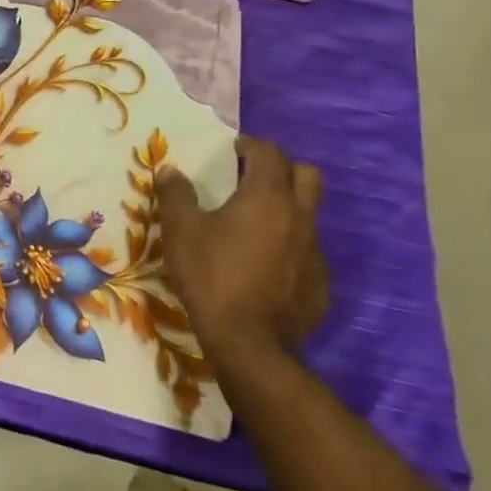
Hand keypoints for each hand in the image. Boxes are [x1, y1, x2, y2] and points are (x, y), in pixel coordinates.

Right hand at [156, 135, 327, 367]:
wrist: (249, 344)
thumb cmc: (211, 275)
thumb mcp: (180, 230)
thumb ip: (176, 194)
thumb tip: (171, 171)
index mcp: (267, 197)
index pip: (270, 154)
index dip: (251, 145)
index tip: (233, 149)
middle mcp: (300, 218)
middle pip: (307, 176)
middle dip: (282, 169)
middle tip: (252, 176)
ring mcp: (315, 253)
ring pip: (309, 214)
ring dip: (286, 208)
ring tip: (253, 222)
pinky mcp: (320, 284)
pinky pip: (307, 251)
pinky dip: (288, 245)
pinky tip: (263, 263)